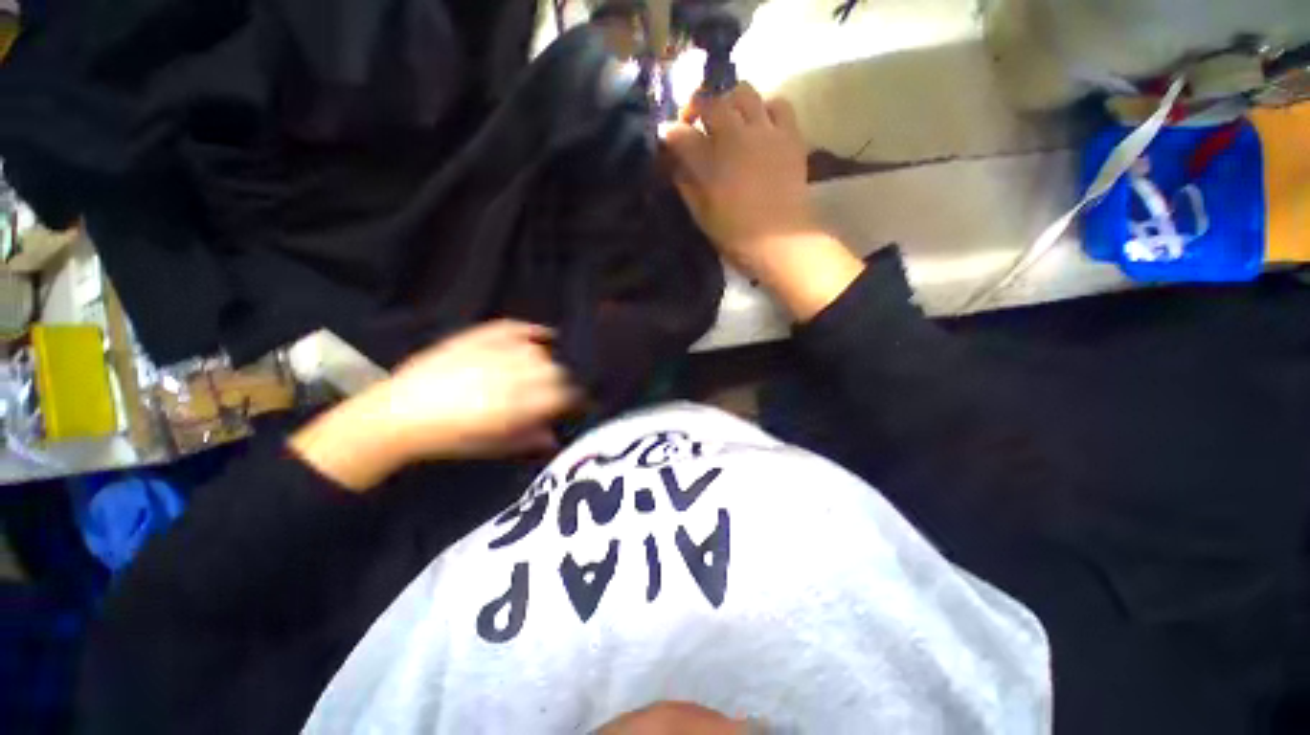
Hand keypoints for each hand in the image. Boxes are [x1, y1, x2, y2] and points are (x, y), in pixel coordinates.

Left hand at [290, 321, 579, 490]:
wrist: (399, 414)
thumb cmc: (448, 438)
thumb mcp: (493, 446)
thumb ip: (529, 438)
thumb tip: (556, 435)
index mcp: (514, 406)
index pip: (561, 395)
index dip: (572, 399)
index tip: (573, 403)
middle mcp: (508, 376)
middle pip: (554, 371)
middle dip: (561, 381)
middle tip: (556, 389)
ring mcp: (491, 353)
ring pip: (538, 351)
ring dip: (546, 361)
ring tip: (542, 370)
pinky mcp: (476, 338)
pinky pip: (512, 328)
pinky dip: (530, 330)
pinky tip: (541, 334)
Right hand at [664, 83, 814, 270]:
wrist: (780, 242)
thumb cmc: (736, 235)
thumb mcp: (702, 215)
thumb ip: (686, 186)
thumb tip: (677, 165)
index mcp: (709, 161)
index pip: (680, 135)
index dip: (669, 133)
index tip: (666, 137)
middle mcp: (735, 136)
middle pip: (711, 102)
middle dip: (696, 106)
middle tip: (695, 120)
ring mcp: (765, 132)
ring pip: (745, 92)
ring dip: (731, 101)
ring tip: (730, 119)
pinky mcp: (790, 135)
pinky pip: (779, 104)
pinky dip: (766, 108)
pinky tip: (762, 125)